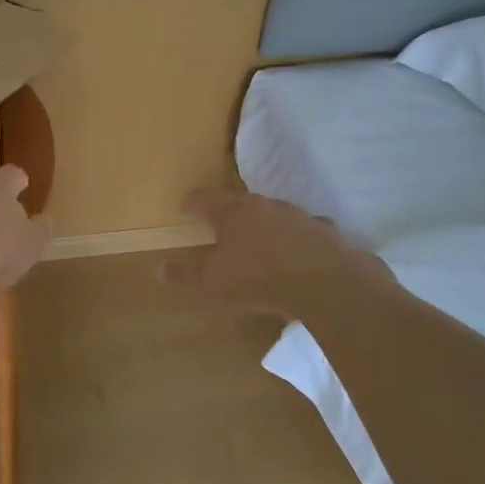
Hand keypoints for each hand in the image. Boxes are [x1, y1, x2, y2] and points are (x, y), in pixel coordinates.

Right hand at [160, 187, 385, 317]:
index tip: (185, 207)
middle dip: (229, 212)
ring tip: (260, 240)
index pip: (204, 198)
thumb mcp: (212, 285)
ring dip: (265, 223)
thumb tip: (159, 269)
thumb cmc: (258, 278)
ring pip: (275, 213)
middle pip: (240, 202)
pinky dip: (298, 238)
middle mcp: (264, 206)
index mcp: (232, 212)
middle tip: (222, 225)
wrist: (326, 282)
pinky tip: (300, 252)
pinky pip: (306, 230)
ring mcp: (297, 215)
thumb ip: (185, 276)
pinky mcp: (324, 231)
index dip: (192, 202)